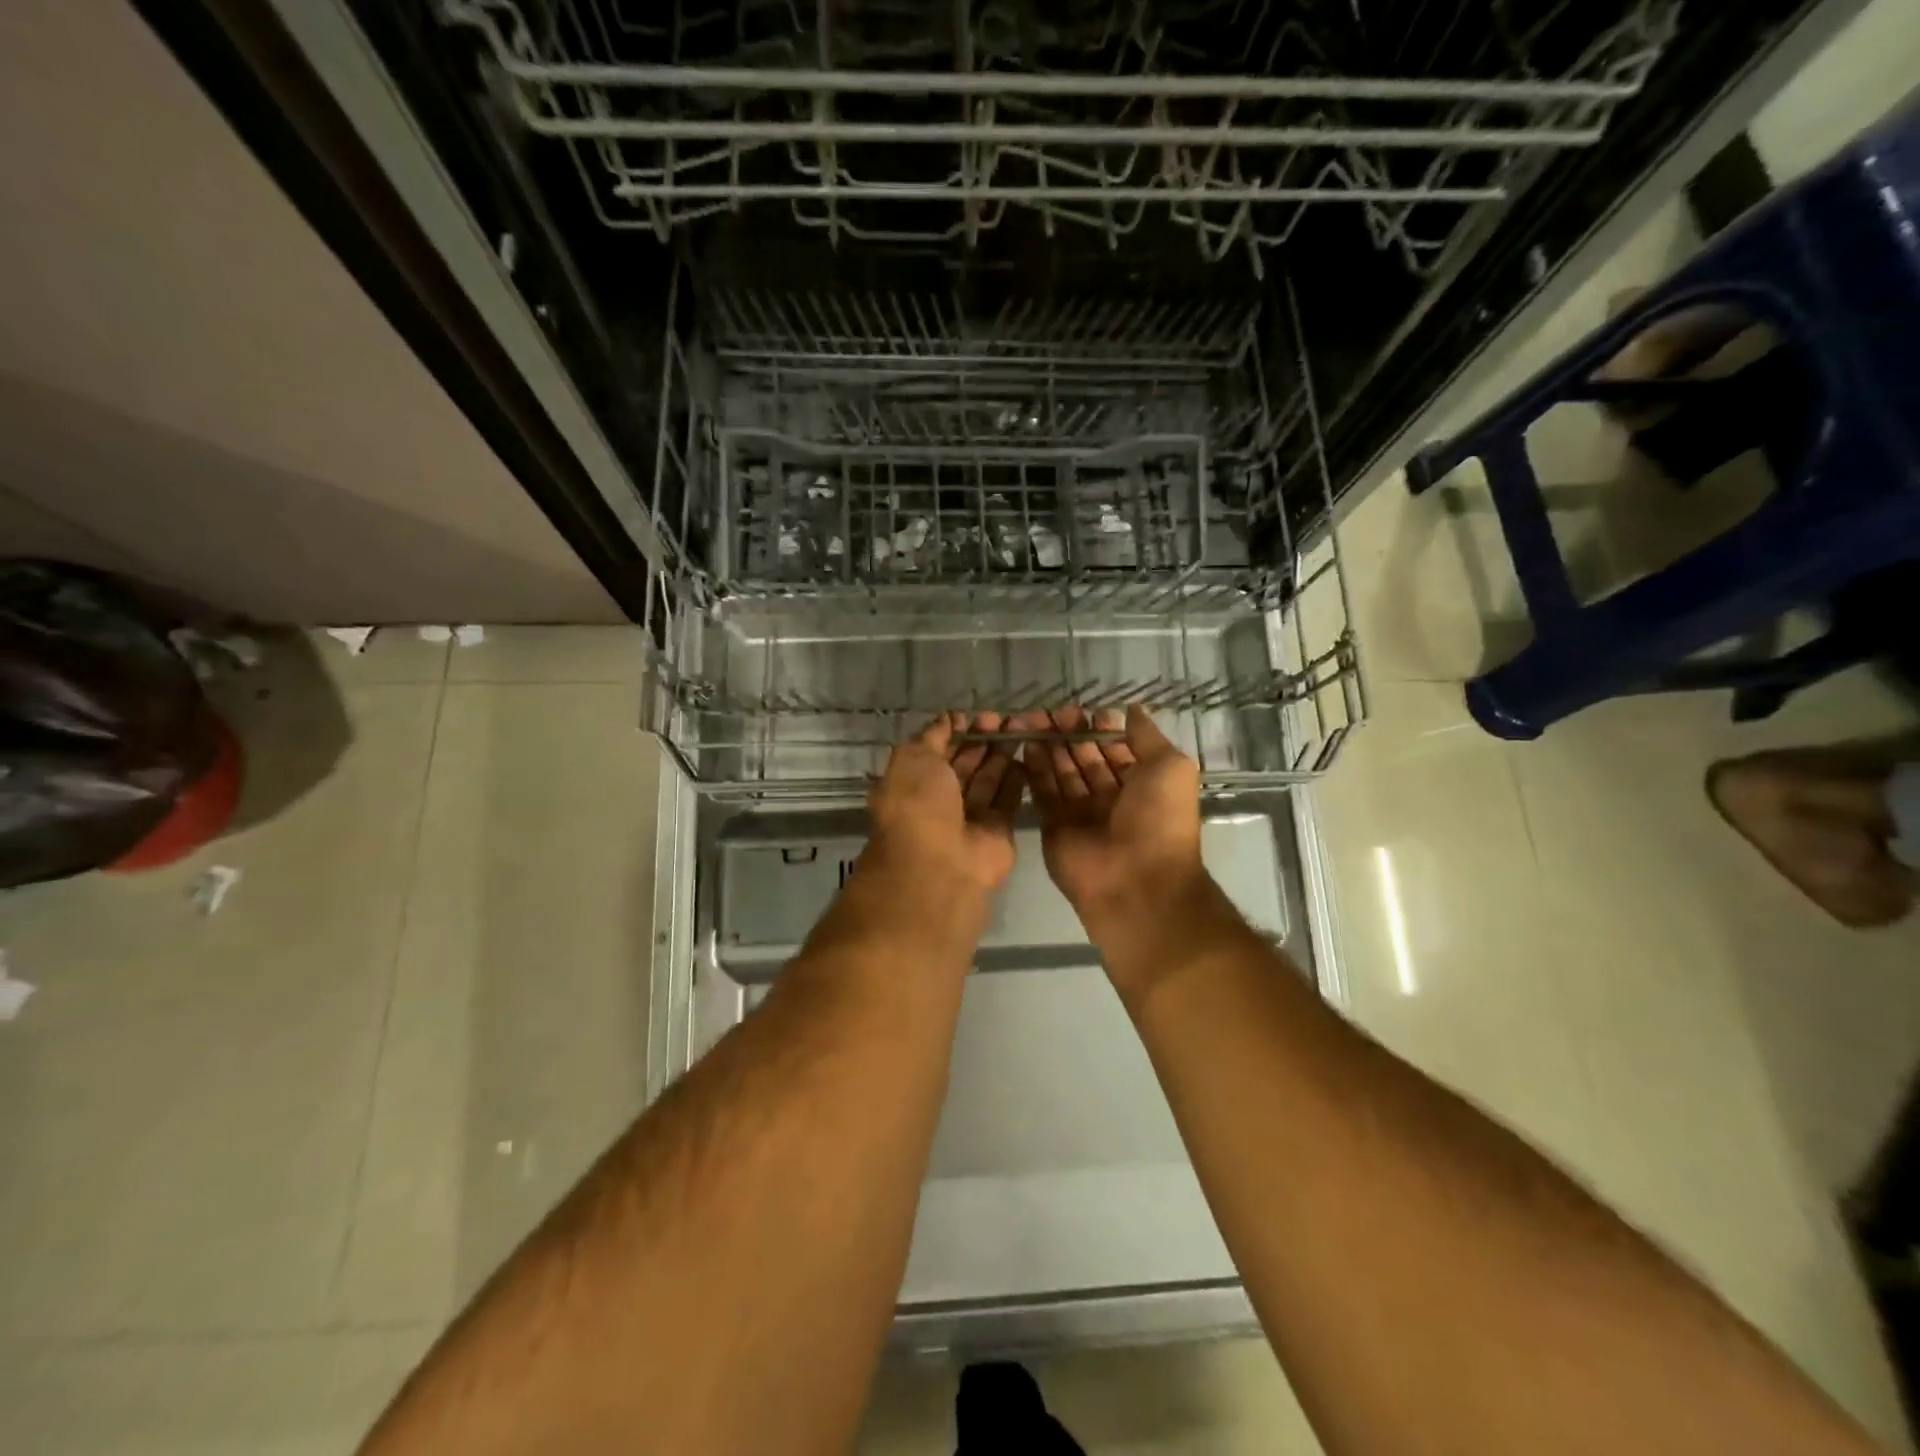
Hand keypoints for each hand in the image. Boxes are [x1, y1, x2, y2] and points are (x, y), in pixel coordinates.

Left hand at [868, 712, 1025, 894]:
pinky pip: (1008, 798)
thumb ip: (932, 736)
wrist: (941, 863)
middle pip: (966, 763)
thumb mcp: (914, 758)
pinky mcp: (998, 829)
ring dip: (1002, 753)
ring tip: (1021, 728)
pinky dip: (1017, 777)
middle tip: (1004, 719)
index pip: (937, 751)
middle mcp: (940, 800)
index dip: (956, 732)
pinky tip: (1027, 753)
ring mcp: (970, 816)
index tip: (976, 716)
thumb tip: (949, 719)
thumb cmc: (918, 804)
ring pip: (989, 778)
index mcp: (914, 782)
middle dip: (983, 739)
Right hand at [1017, 706, 1206, 942]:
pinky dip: (1034, 767)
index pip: (1116, 749)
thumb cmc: (1160, 821)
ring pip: (1061, 771)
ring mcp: (1080, 812)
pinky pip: (1042, 791)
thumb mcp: (1170, 768)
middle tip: (1052, 711)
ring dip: (1049, 745)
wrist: (1136, 883)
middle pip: (1085, 757)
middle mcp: (1111, 797)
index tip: (1085, 711)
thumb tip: (1132, 710)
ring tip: (1032, 719)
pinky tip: (1026, 742)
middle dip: (1070, 733)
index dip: (1101, 729)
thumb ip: (1148, 737)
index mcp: (1142, 784)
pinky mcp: (1054, 825)